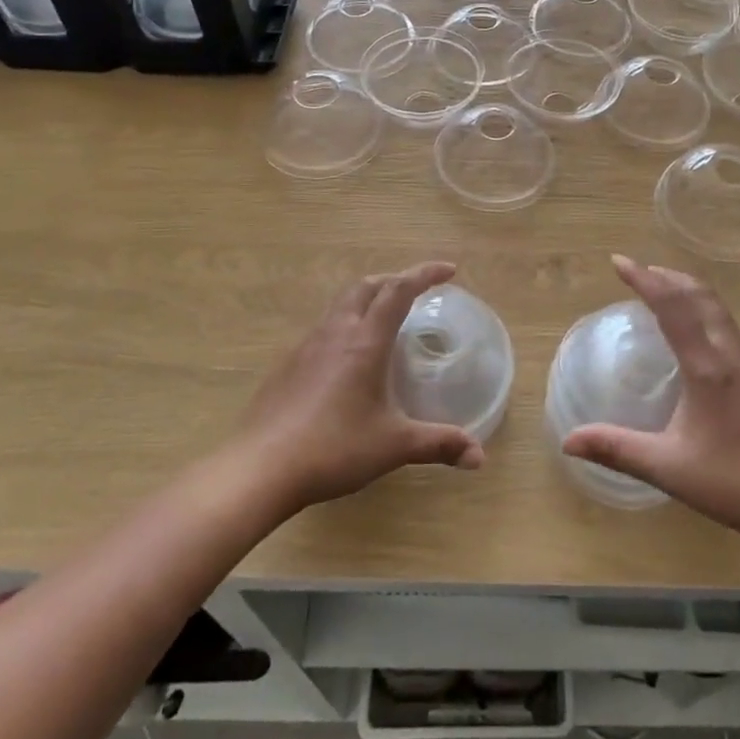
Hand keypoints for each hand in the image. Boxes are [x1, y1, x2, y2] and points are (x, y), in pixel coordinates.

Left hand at [237, 262, 485, 513]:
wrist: (259, 468)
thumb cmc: (333, 449)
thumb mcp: (393, 446)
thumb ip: (438, 444)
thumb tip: (479, 457)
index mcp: (365, 341)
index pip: (399, 291)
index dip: (425, 274)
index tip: (449, 270)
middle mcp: (336, 332)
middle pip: (366, 286)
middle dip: (394, 280)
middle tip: (417, 291)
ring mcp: (306, 346)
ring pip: (341, 304)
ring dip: (367, 299)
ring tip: (385, 320)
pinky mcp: (288, 365)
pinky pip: (323, 328)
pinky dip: (346, 325)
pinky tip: (349, 359)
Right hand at [562, 256, 739, 555]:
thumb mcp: (672, 469)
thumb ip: (619, 450)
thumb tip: (568, 440)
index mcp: (707, 366)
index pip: (672, 306)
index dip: (644, 279)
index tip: (619, 261)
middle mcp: (732, 354)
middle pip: (701, 297)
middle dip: (669, 276)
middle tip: (641, 270)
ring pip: (721, 311)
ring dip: (692, 292)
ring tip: (669, 293)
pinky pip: (736, 333)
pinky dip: (713, 318)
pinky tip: (711, 340)